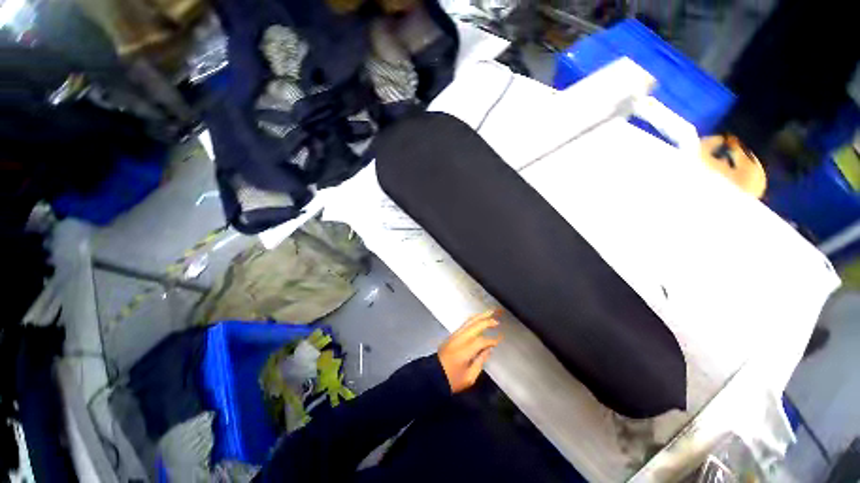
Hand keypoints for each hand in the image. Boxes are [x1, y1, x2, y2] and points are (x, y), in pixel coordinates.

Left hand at [437, 310, 502, 392]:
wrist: (433, 375)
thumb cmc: (452, 380)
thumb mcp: (469, 377)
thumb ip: (480, 362)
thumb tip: (488, 350)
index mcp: (465, 350)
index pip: (481, 341)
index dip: (492, 340)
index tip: (500, 339)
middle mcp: (460, 339)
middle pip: (475, 325)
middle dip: (487, 321)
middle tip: (497, 321)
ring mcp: (454, 335)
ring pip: (469, 322)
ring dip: (480, 317)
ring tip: (490, 313)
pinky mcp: (452, 335)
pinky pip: (465, 324)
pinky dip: (473, 320)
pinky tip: (479, 319)